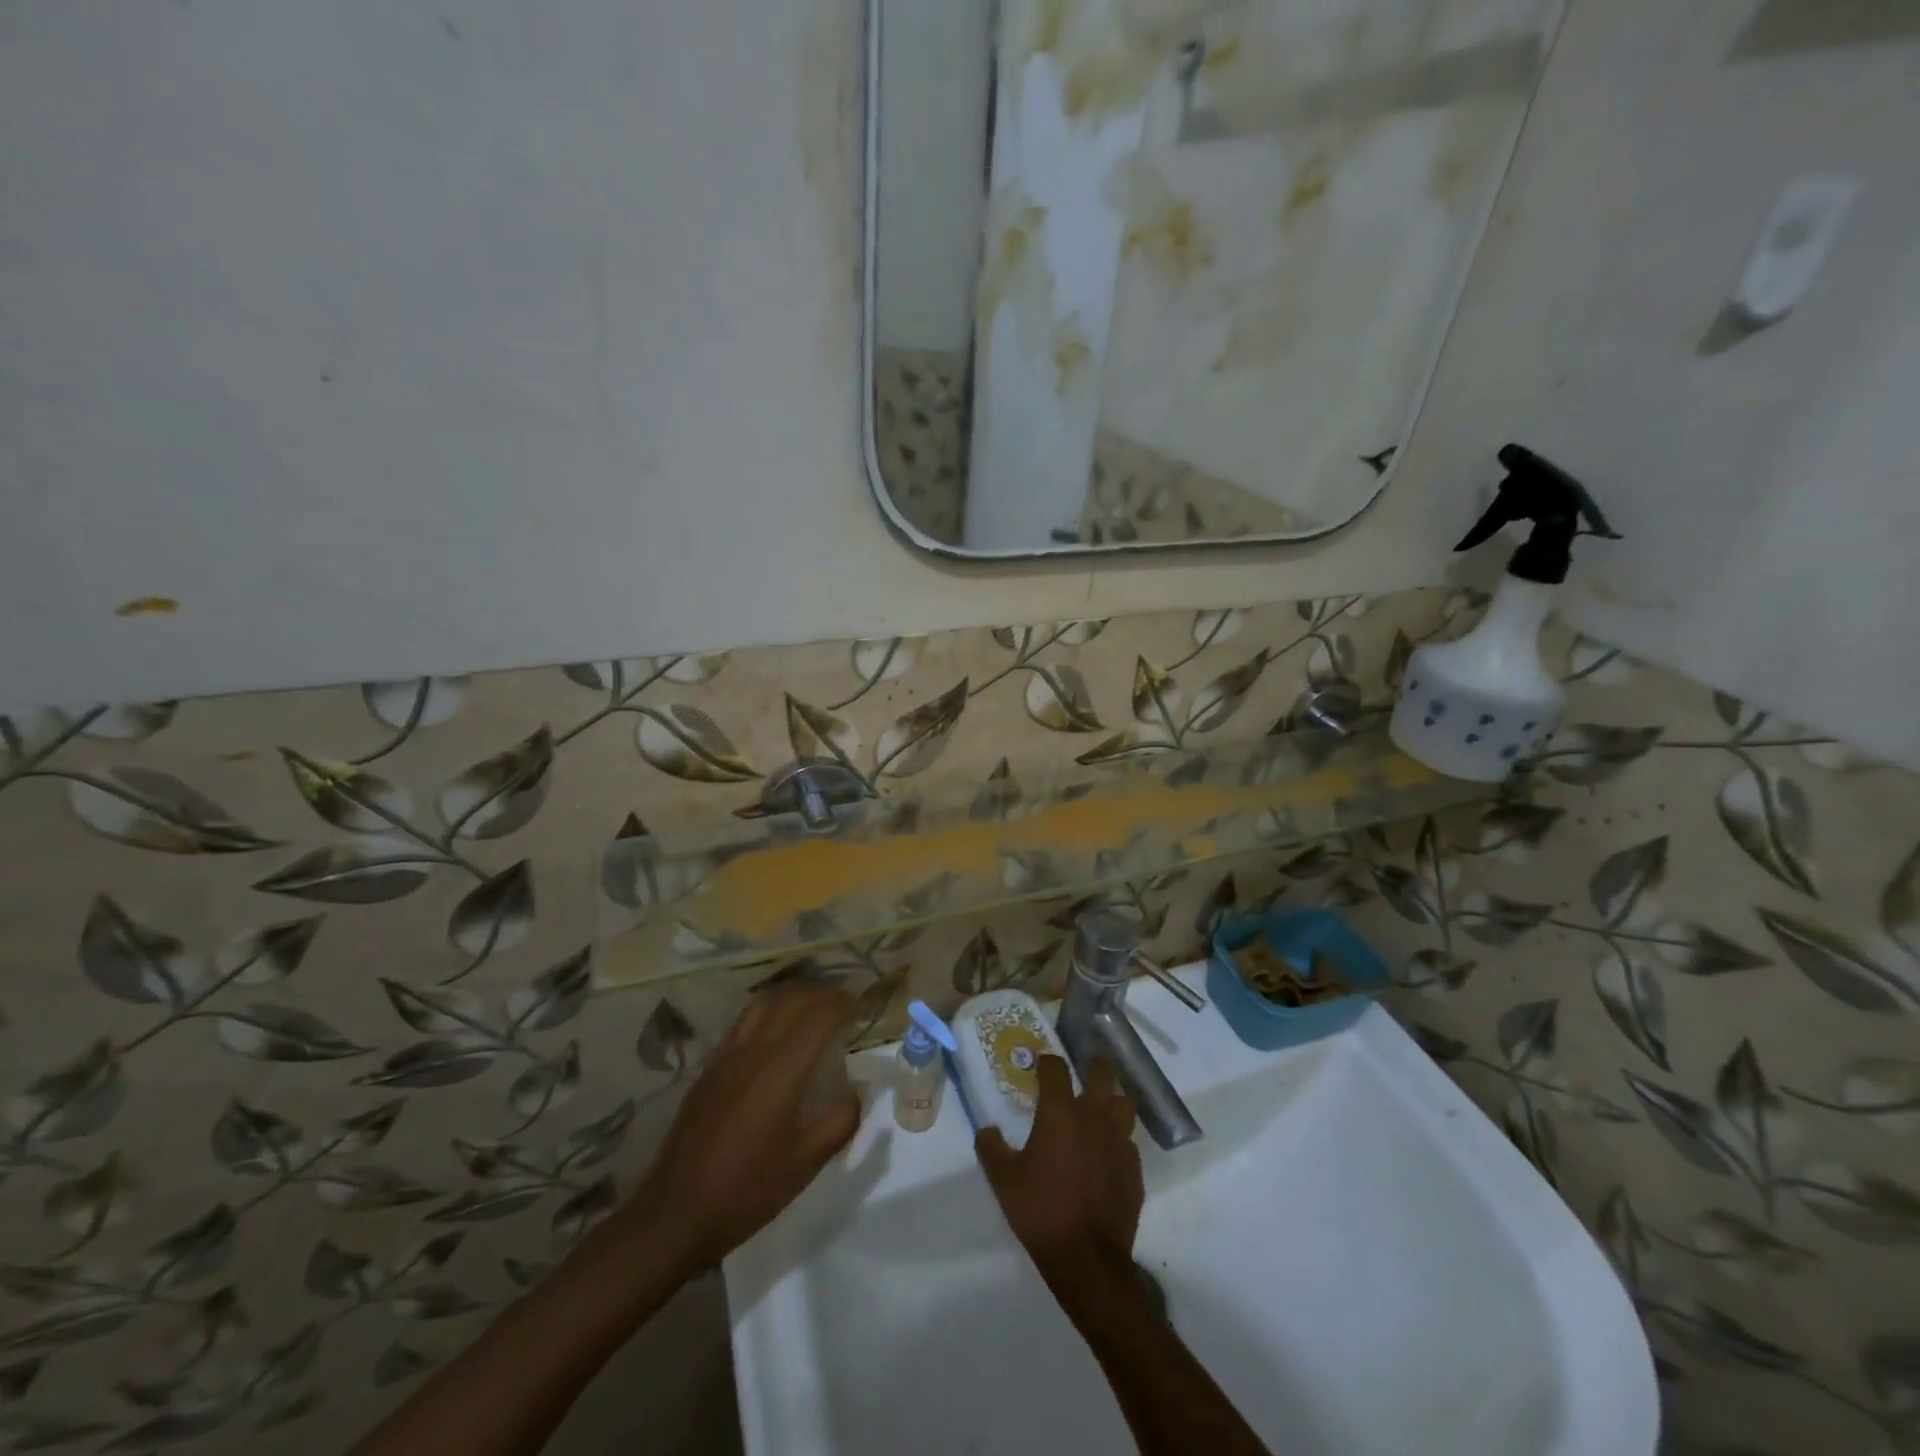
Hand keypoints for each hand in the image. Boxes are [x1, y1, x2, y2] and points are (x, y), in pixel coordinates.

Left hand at [623, 984, 860, 1272]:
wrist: (675, 1214)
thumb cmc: (746, 1192)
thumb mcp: (805, 1165)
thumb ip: (839, 1122)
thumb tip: (857, 1091)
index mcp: (781, 1072)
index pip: (819, 1016)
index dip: (845, 1003)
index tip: (863, 1006)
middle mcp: (753, 1051)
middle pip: (793, 999)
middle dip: (824, 994)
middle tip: (846, 1005)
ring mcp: (726, 1055)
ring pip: (766, 1002)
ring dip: (796, 997)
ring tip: (814, 1010)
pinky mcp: (709, 1067)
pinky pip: (744, 1021)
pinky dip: (770, 1011)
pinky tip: (776, 1033)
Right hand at [976, 1055, 1141, 1280]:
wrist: (1087, 1260)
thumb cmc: (1040, 1211)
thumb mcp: (1002, 1180)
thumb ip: (991, 1148)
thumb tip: (986, 1130)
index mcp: (1060, 1112)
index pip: (1056, 1067)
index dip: (1047, 1063)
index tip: (1040, 1069)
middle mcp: (1093, 1116)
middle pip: (1102, 1071)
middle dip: (1091, 1067)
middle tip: (1080, 1076)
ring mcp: (1119, 1141)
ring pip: (1123, 1103)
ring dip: (1111, 1102)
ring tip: (1098, 1112)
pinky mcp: (1135, 1168)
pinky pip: (1129, 1142)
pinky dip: (1118, 1142)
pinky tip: (1106, 1157)